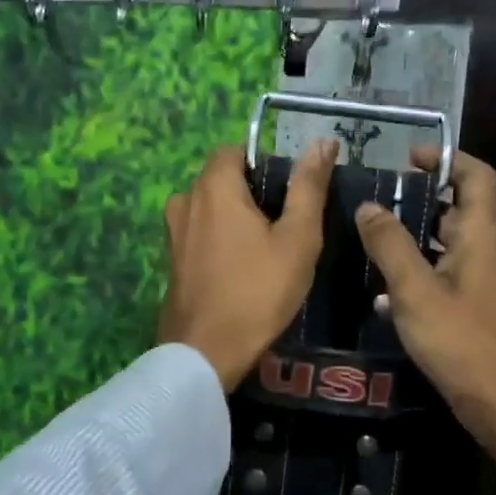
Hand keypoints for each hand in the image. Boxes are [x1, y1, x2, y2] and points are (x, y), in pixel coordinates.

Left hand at [158, 139, 337, 390]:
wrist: (206, 352)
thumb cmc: (258, 291)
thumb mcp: (297, 238)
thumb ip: (308, 187)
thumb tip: (323, 142)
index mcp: (213, 186)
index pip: (234, 150)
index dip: (263, 165)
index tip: (288, 195)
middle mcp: (185, 200)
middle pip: (221, 178)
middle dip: (252, 193)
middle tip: (284, 227)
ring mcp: (173, 232)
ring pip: (210, 207)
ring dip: (235, 218)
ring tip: (266, 250)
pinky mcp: (171, 260)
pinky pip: (200, 233)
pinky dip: (220, 239)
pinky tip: (242, 269)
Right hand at [354, 147, 495, 494]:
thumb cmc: (459, 340)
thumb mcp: (415, 288)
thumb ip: (390, 244)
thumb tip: (368, 205)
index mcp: (481, 234)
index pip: (476, 175)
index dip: (446, 158)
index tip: (407, 159)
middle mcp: (485, 249)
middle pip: (458, 206)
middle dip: (419, 198)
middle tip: (376, 200)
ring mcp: (480, 279)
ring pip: (446, 242)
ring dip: (412, 235)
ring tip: (370, 238)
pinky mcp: (471, 305)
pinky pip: (442, 272)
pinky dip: (416, 269)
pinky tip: (382, 288)